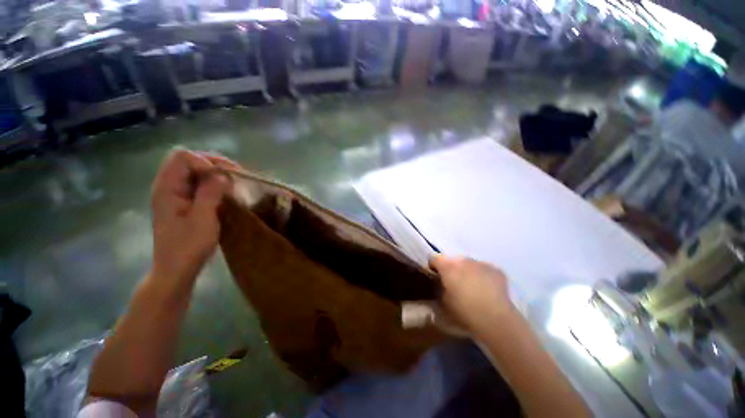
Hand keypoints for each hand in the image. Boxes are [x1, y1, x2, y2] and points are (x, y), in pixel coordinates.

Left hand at [150, 149, 238, 286]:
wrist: (176, 269)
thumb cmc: (188, 247)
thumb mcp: (202, 219)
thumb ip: (210, 193)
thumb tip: (222, 174)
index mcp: (167, 188)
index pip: (183, 157)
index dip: (205, 161)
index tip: (224, 176)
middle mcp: (168, 186)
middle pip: (189, 160)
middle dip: (214, 163)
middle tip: (236, 175)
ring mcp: (176, 194)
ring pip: (195, 171)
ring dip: (216, 173)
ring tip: (234, 183)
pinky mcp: (184, 202)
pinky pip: (199, 183)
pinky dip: (215, 183)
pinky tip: (226, 192)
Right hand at [429, 255, 513, 333]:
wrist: (496, 319)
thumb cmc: (464, 311)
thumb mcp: (443, 302)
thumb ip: (438, 288)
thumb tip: (440, 285)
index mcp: (447, 266)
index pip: (434, 258)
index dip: (433, 267)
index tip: (435, 277)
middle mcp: (463, 260)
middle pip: (452, 260)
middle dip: (451, 269)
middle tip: (454, 284)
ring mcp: (480, 263)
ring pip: (469, 264)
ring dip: (467, 272)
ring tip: (471, 288)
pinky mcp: (496, 270)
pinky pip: (484, 269)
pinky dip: (482, 276)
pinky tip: (486, 290)